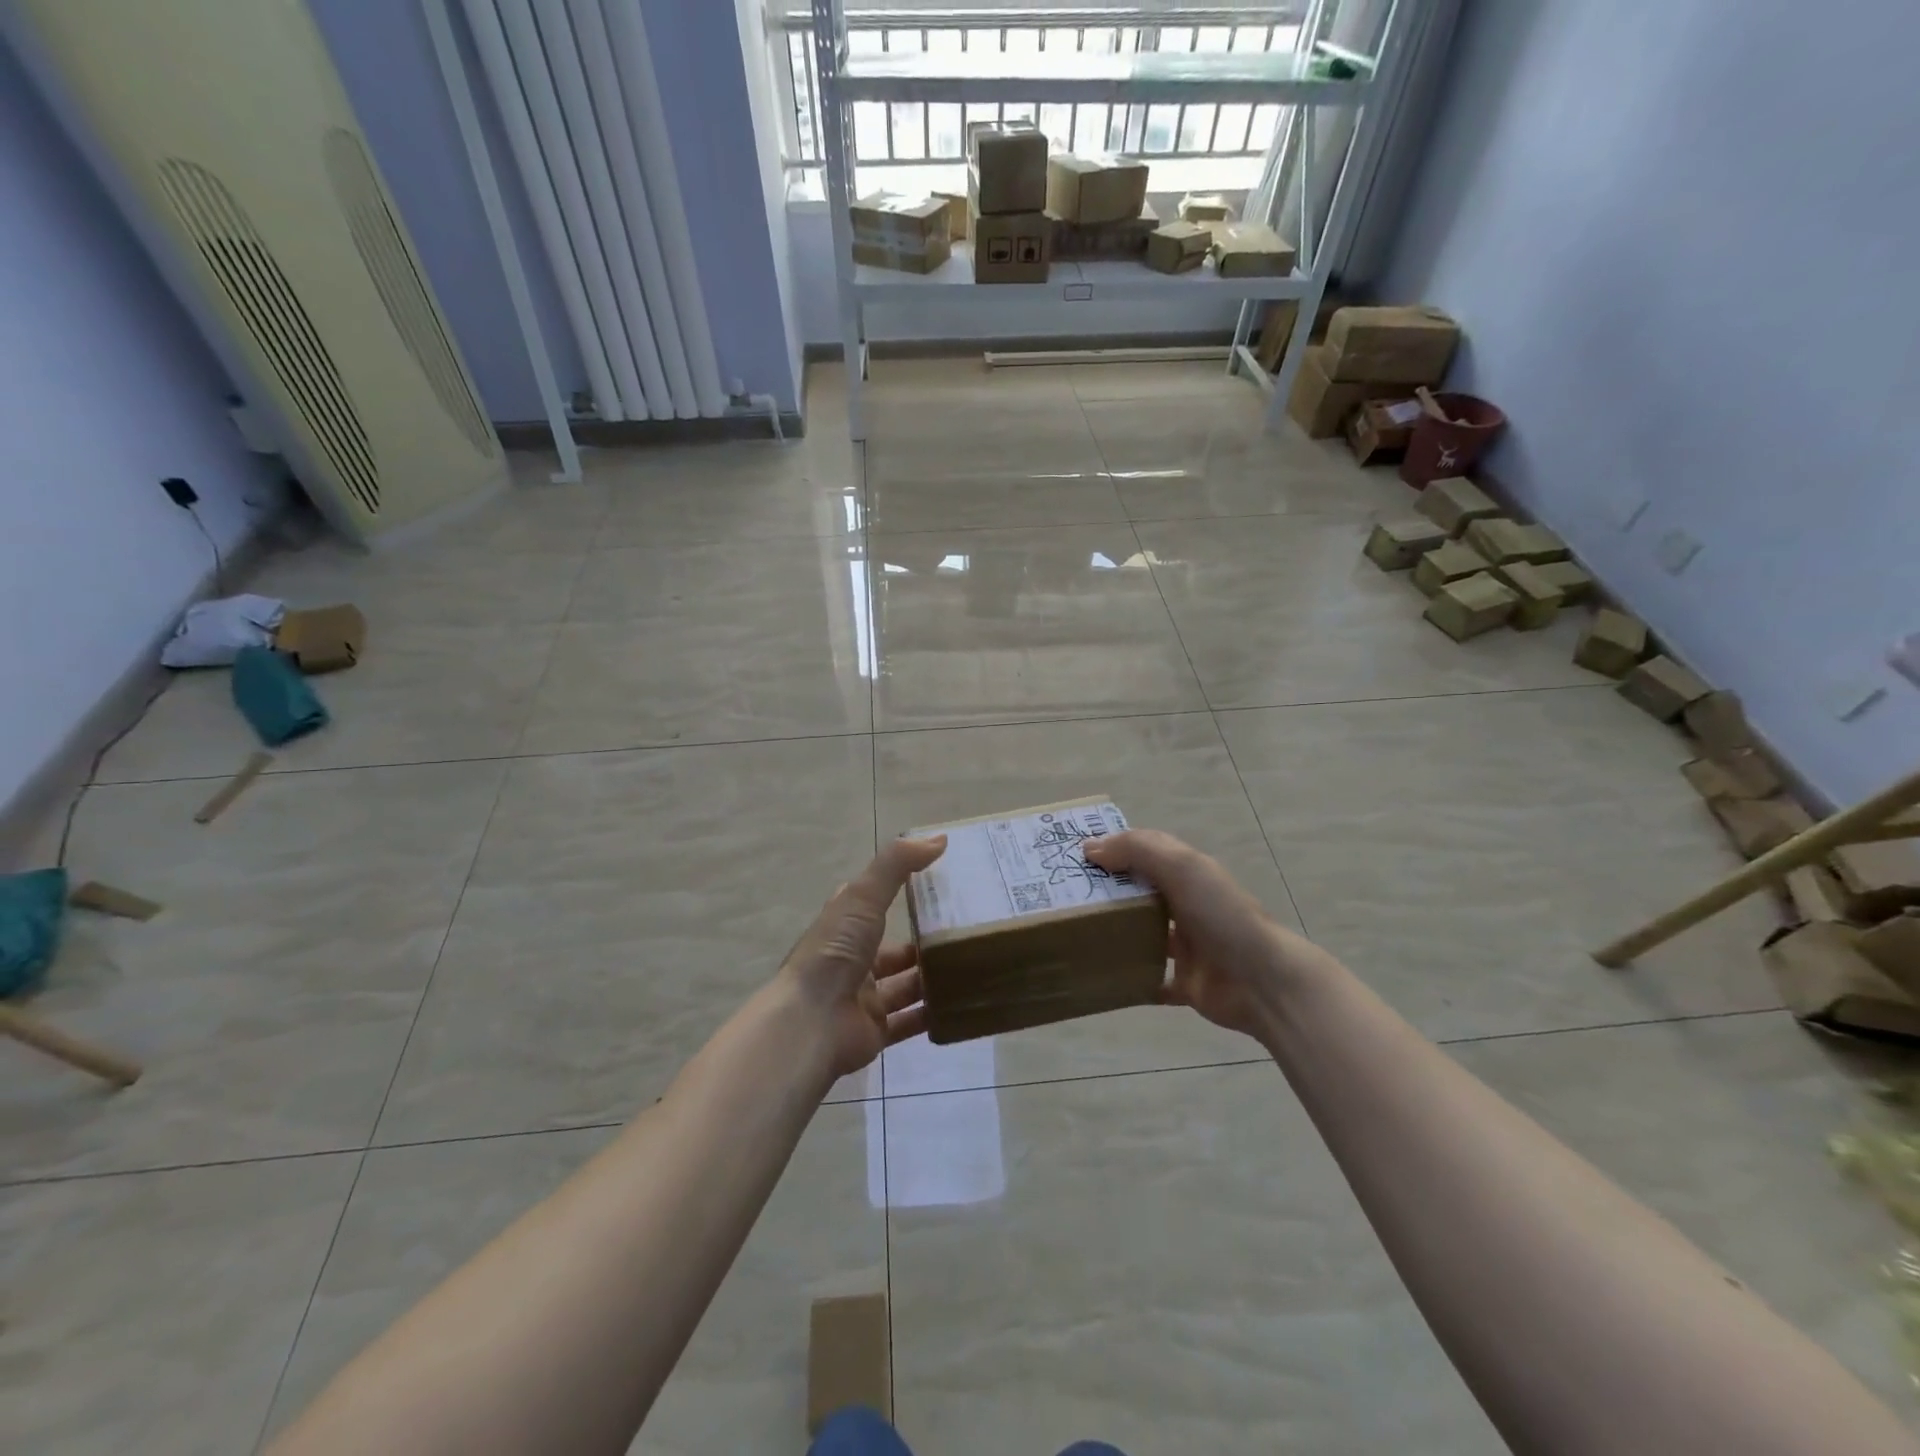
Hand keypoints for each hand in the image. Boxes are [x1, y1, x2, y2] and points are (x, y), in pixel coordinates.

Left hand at [778, 836, 946, 1079]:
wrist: (811, 1024)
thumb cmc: (834, 953)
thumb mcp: (863, 897)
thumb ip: (897, 865)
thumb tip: (939, 838)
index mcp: (844, 927)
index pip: (872, 904)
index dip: (899, 892)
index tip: (938, 885)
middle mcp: (852, 961)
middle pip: (893, 949)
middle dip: (924, 942)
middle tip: (967, 932)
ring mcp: (863, 998)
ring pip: (905, 985)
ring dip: (933, 977)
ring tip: (973, 965)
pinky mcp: (876, 1032)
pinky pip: (910, 1022)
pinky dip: (933, 1014)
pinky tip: (963, 1003)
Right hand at [1084, 830, 1327, 1042]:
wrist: (1264, 982)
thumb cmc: (1222, 916)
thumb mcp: (1182, 867)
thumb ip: (1137, 850)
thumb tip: (1090, 848)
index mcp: (1187, 874)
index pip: (1145, 851)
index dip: (1113, 848)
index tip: (1075, 856)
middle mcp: (1186, 905)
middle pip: (1140, 893)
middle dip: (1108, 892)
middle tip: (1064, 896)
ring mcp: (1187, 947)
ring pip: (1143, 935)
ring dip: (1116, 934)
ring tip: (1076, 933)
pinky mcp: (1185, 983)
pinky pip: (1151, 980)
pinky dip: (1131, 980)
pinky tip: (1102, 977)